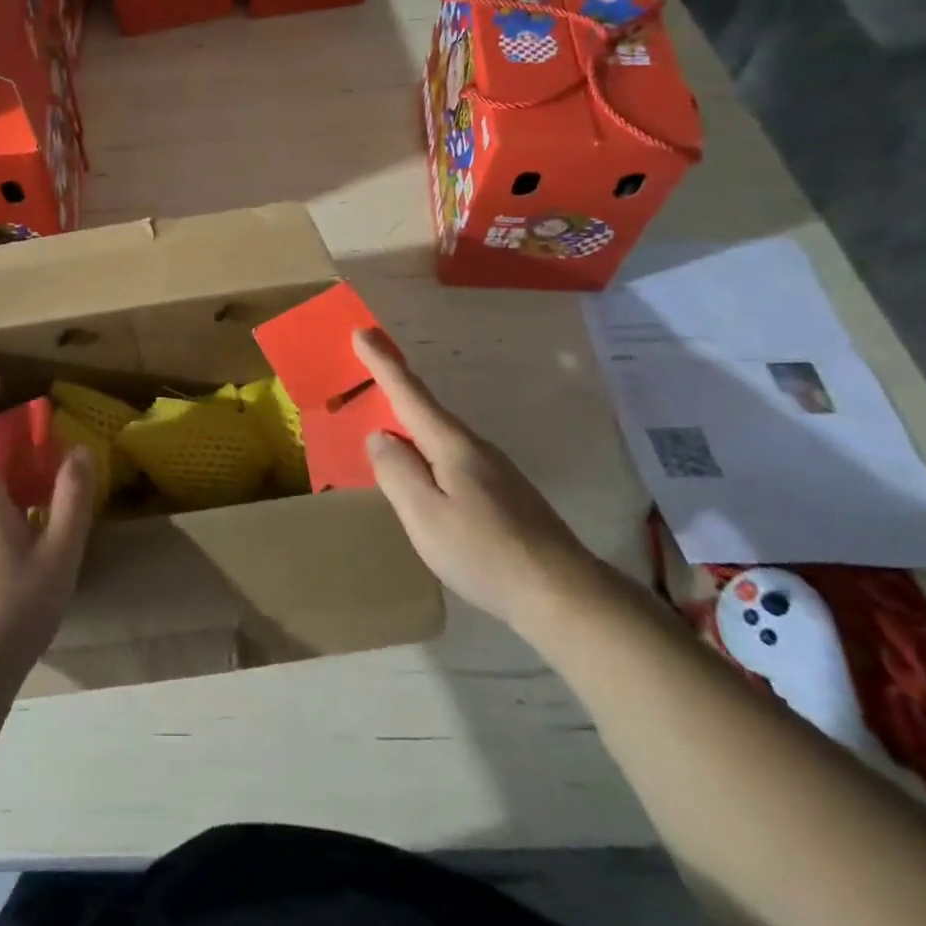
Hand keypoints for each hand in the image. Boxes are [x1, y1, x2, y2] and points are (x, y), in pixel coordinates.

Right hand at [354, 328, 600, 628]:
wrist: (564, 594)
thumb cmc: (484, 552)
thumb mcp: (425, 515)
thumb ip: (397, 472)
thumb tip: (379, 436)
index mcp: (452, 445)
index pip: (409, 394)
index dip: (383, 363)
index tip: (362, 331)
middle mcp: (474, 447)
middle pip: (425, 411)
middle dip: (394, 389)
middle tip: (365, 372)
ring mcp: (494, 470)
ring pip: (439, 438)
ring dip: (410, 425)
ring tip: (383, 430)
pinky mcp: (503, 493)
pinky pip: (452, 459)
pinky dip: (428, 452)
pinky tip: (423, 477)